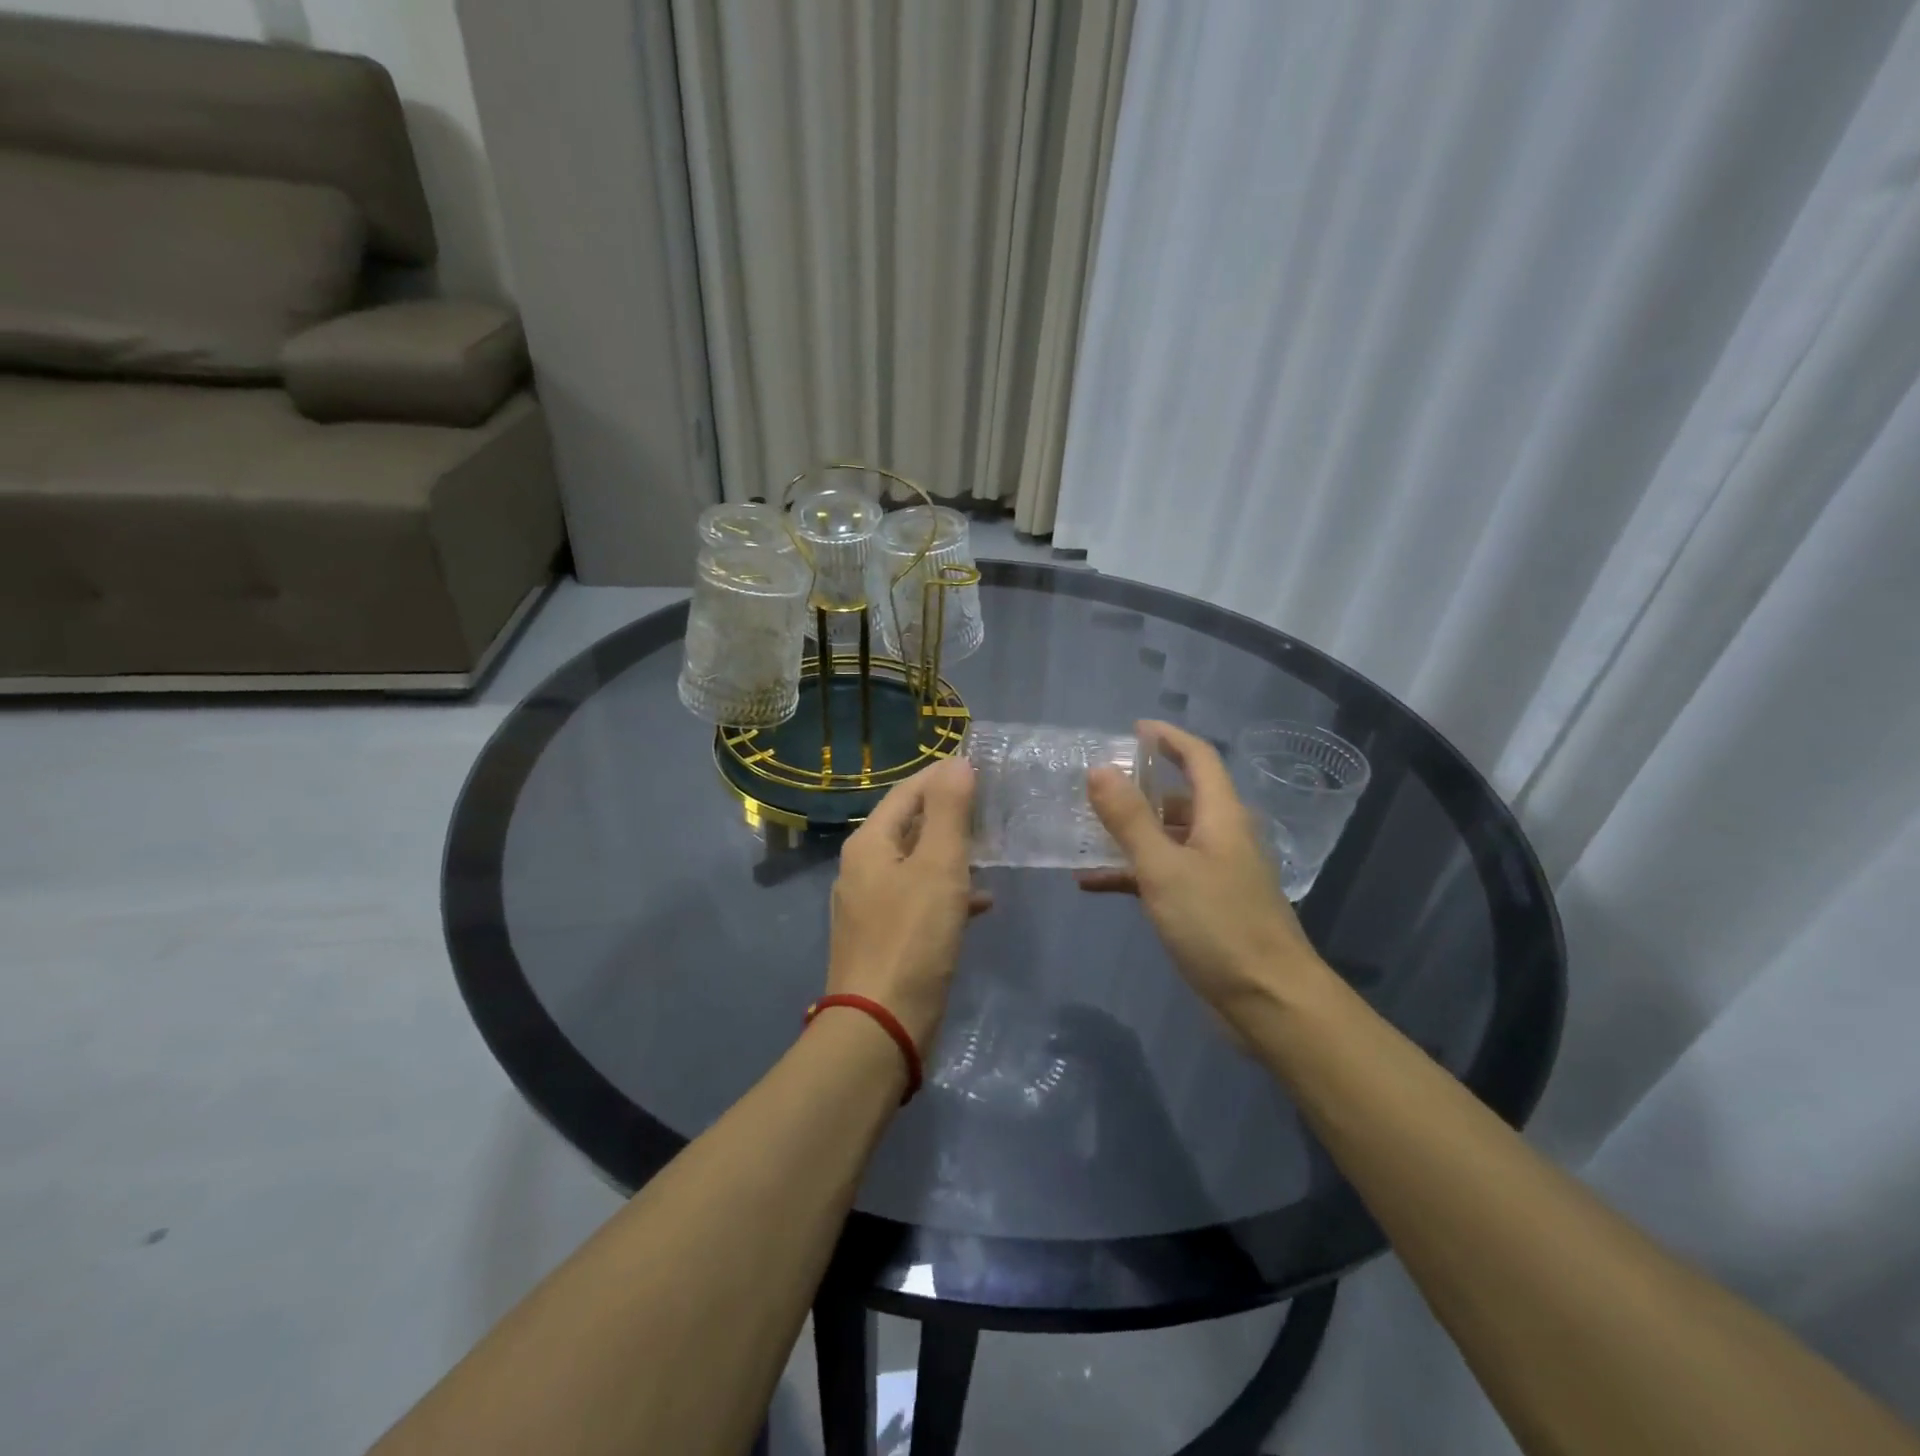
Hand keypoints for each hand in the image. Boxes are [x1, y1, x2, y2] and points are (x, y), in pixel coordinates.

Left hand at [826, 756, 990, 1050]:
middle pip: (909, 826)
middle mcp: (861, 868)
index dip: (942, 777)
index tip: (981, 769)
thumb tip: (956, 762)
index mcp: (869, 844)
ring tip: (992, 850)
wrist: (880, 1026)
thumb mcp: (938, 866)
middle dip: (949, 815)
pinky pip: (918, 900)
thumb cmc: (912, 937)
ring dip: (951, 854)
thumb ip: (948, 811)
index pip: (907, 792)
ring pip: (916, 864)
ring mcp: (869, 905)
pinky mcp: (883, 937)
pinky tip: (980, 903)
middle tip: (992, 809)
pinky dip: (947, 893)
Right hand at [1079, 721, 1325, 1027]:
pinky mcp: (1206, 906)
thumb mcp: (1164, 869)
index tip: (1133, 729)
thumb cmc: (1218, 926)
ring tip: (1083, 830)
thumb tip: (1099, 769)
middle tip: (1095, 785)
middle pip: (1180, 797)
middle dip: (1139, 787)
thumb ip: (1129, 819)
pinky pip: (1164, 875)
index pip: (1198, 758)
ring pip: (1168, 838)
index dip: (1168, 738)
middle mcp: (1222, 836)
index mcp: (1221, 816)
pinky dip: (1132, 873)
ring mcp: (1216, 873)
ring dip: (1130, 833)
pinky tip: (1092, 883)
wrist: (1269, 1002)